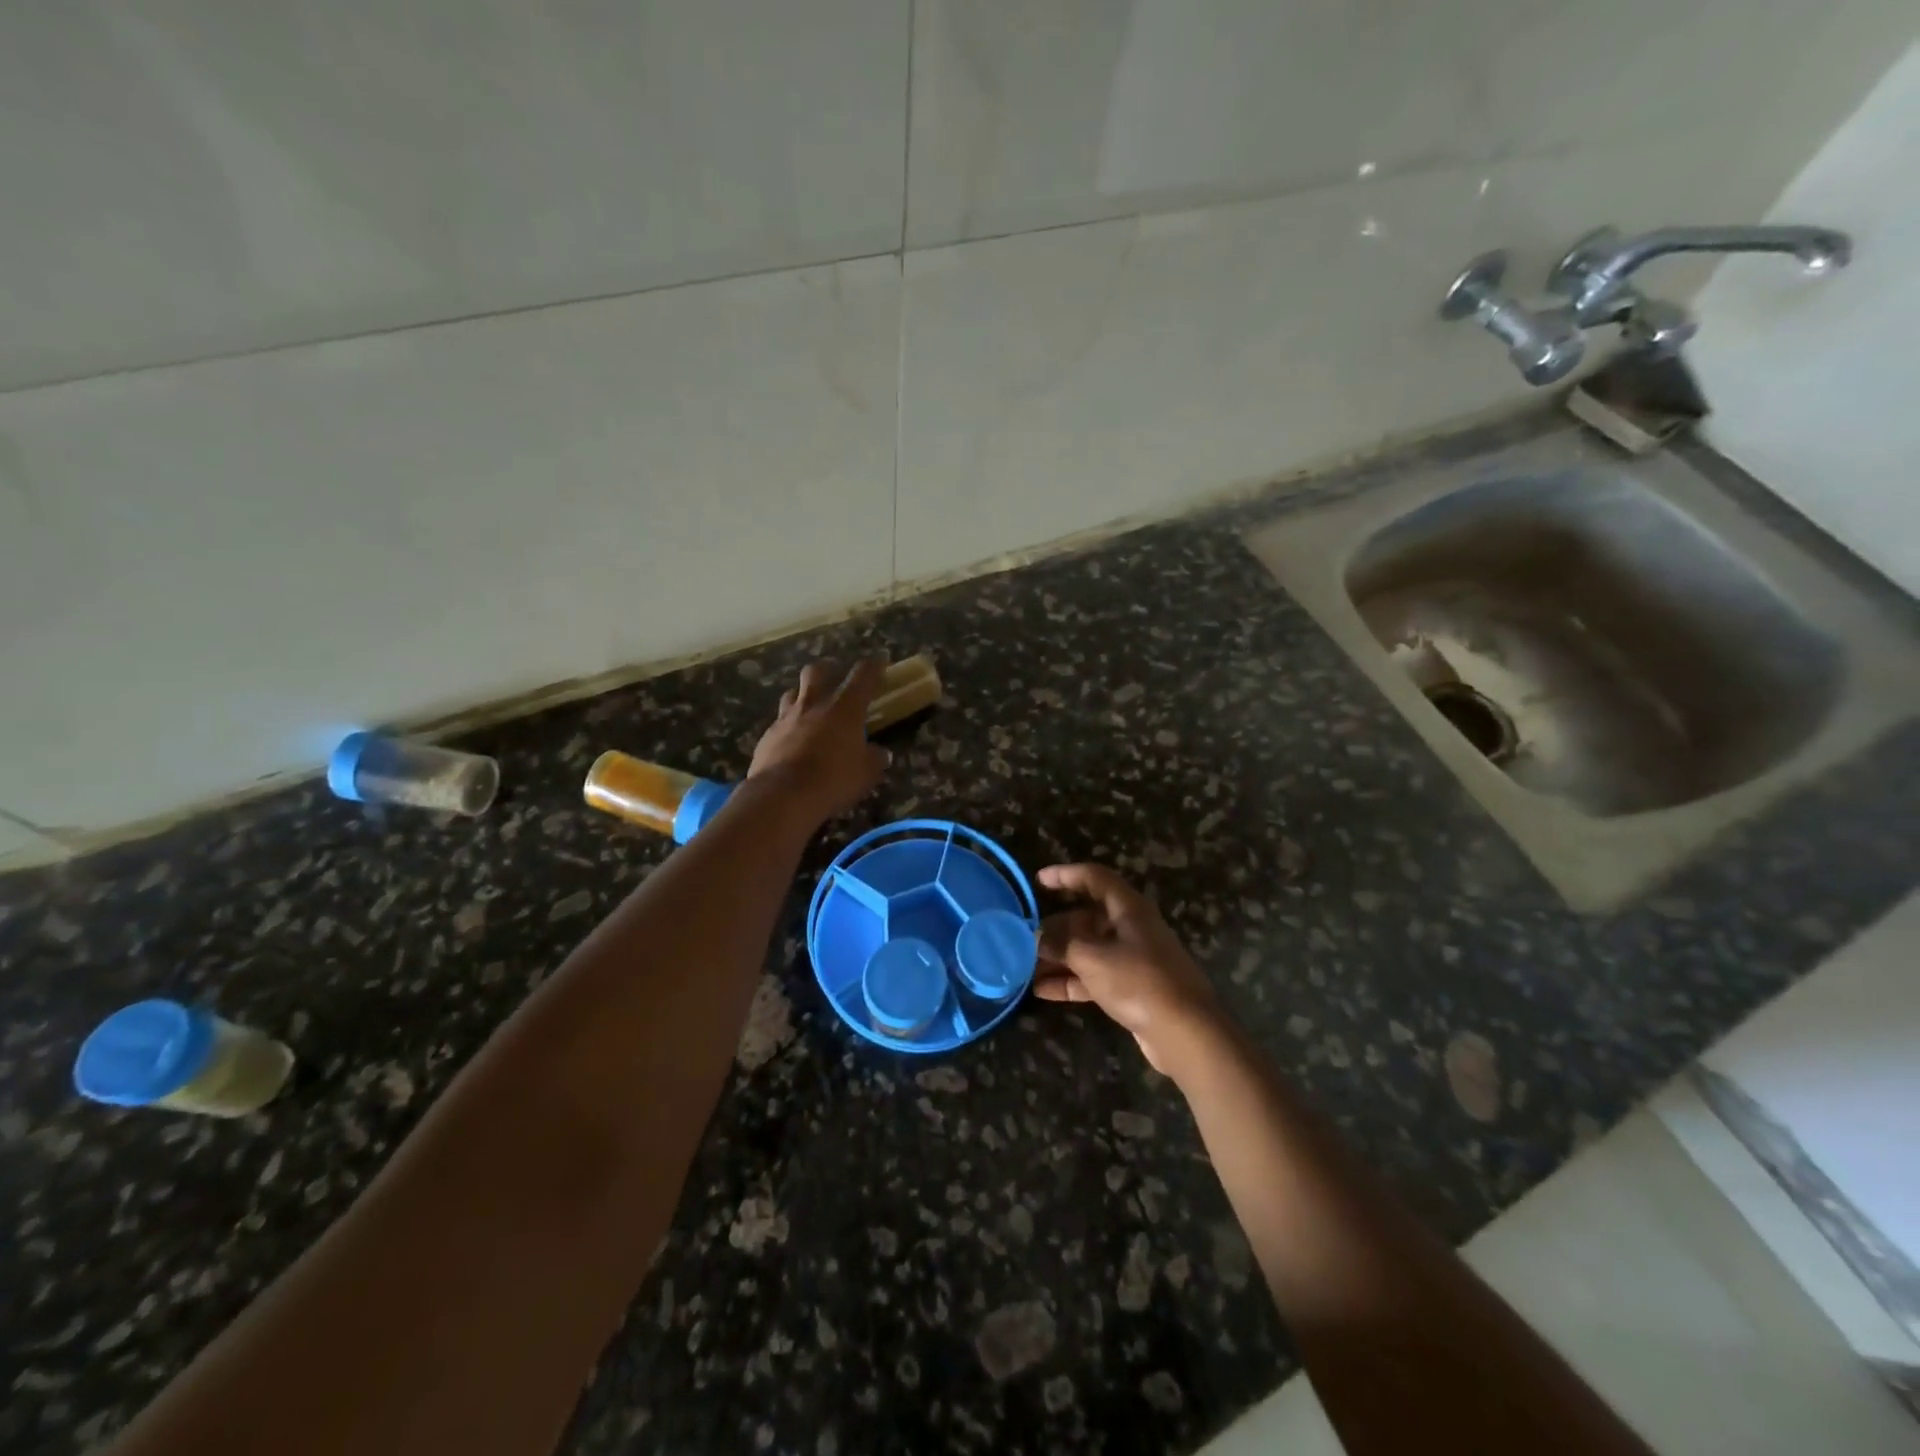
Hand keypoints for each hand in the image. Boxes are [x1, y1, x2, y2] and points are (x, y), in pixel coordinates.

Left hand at [746, 658, 890, 825]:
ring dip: (802, 696)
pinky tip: (791, 741)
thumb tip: (881, 753)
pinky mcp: (767, 737)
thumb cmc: (834, 780)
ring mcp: (786, 719)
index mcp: (845, 709)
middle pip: (817, 672)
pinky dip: (788, 728)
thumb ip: (875, 759)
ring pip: (792, 693)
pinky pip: (778, 723)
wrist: (782, 796)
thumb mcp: (866, 773)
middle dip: (827, 670)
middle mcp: (814, 705)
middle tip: (834, 677)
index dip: (874, 666)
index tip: (880, 661)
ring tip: (809, 708)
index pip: (863, 676)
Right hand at [1035, 863, 1226, 1077]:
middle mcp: (1131, 928)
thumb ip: (1062, 944)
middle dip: (1056, 927)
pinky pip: (1094, 976)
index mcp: (1128, 908)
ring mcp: (1133, 959)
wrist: (1185, 1033)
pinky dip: (1070, 981)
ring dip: (1059, 957)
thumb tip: (1038, 937)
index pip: (1094, 878)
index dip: (1065, 875)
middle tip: (1026, 937)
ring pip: (1089, 949)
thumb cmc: (1138, 981)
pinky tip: (1041, 991)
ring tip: (1025, 966)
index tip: (1037, 881)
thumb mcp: (1092, 958)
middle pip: (1088, 917)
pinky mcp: (1132, 988)